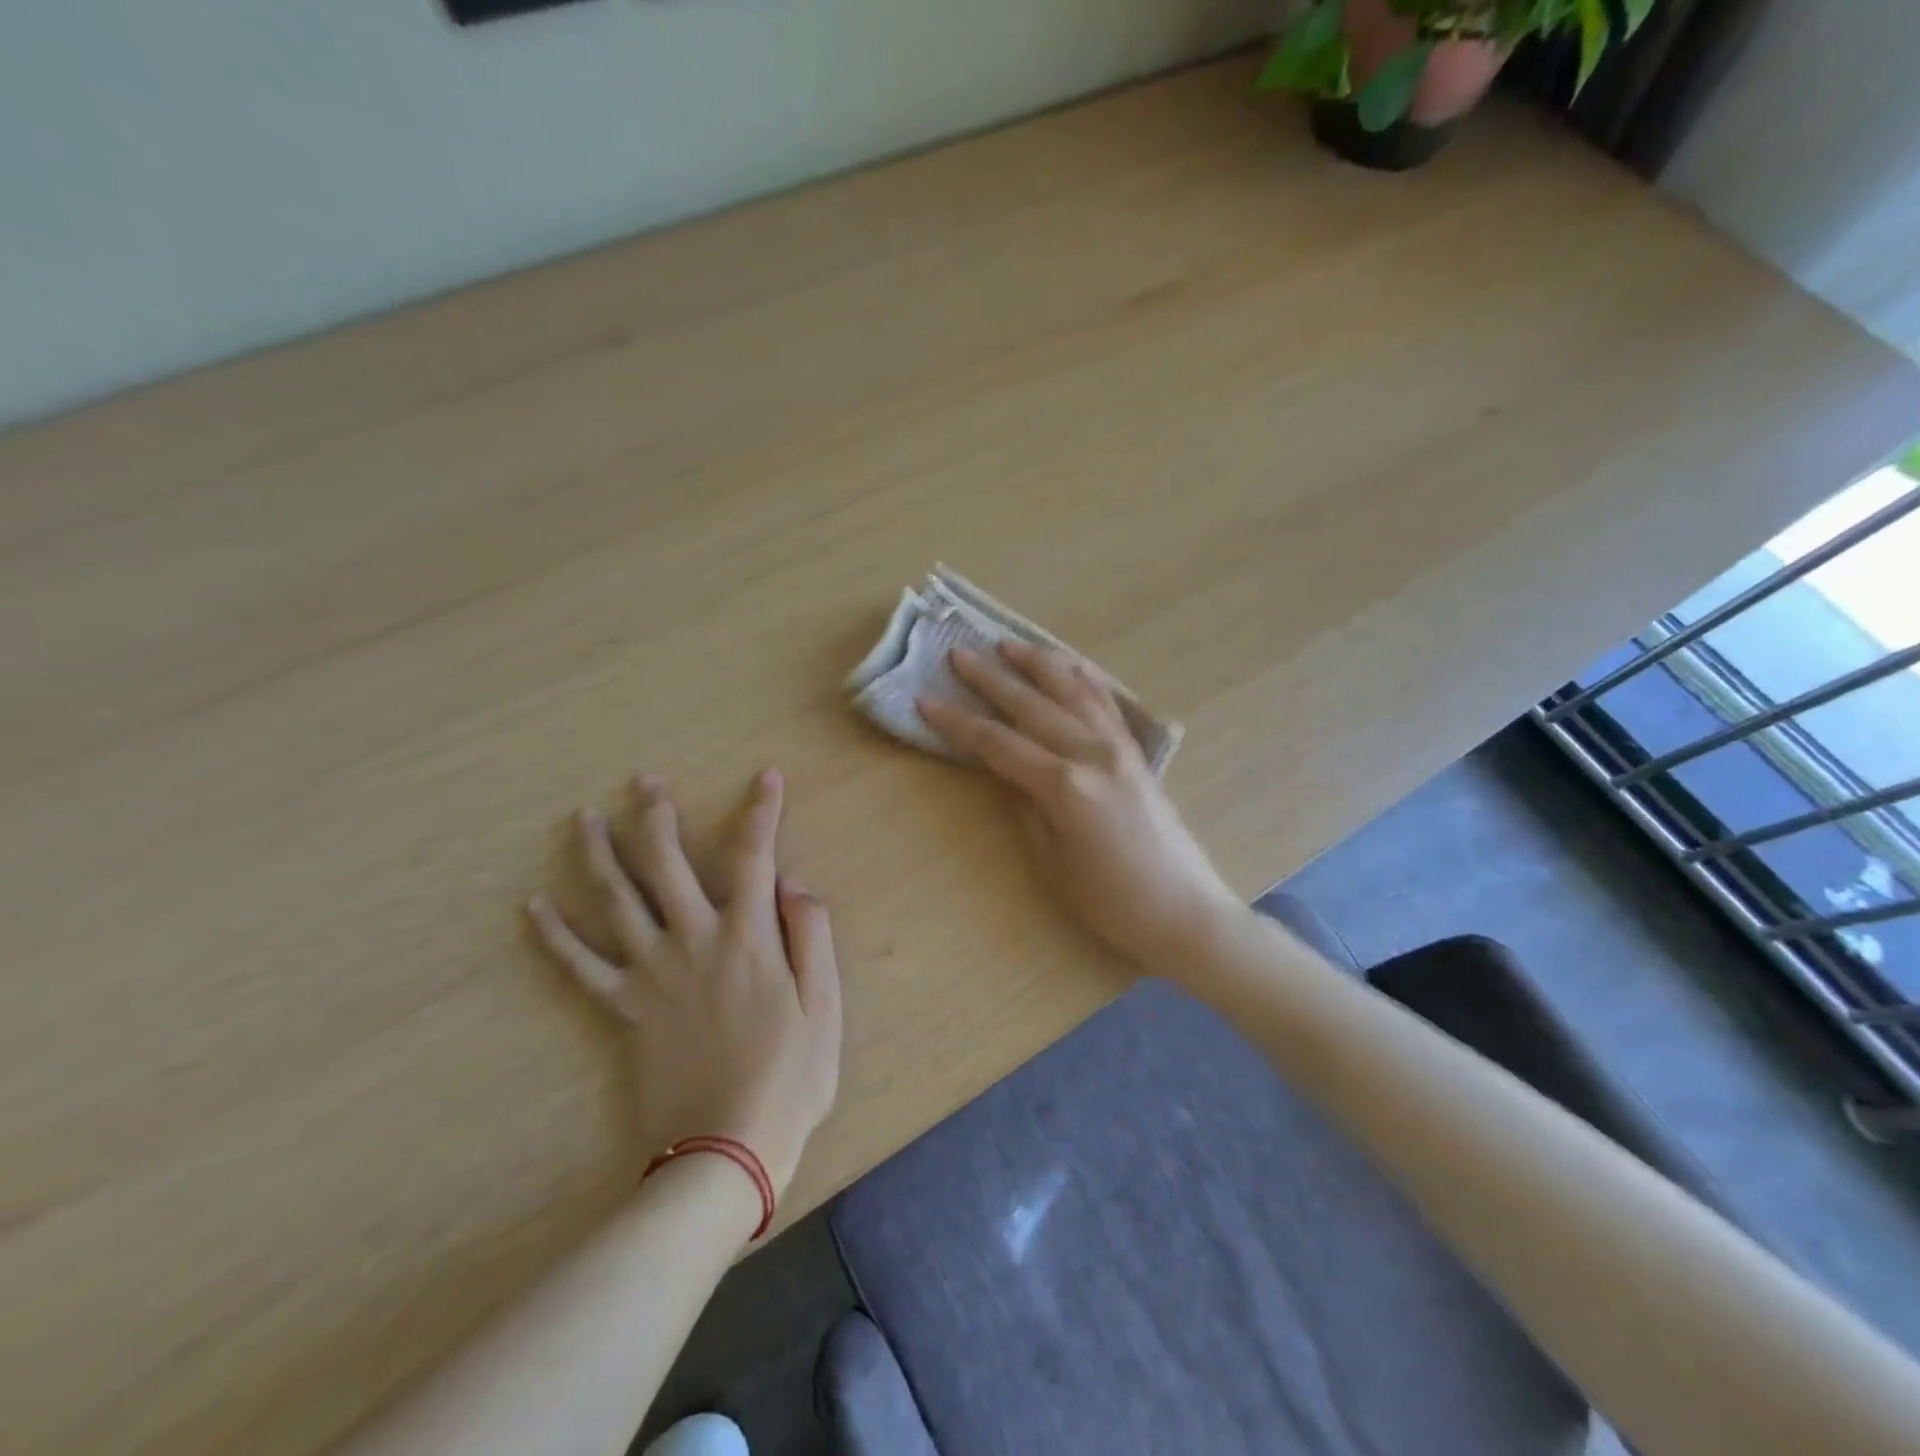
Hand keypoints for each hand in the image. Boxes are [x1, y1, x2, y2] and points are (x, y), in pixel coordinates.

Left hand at [527, 768, 840, 1200]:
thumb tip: (794, 882)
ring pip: (616, 901)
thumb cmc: (789, 1078)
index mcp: (749, 938)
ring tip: (583, 819)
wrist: (725, 1150)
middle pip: (667, 864)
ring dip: (598, 854)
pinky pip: (580, 966)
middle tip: (645, 781)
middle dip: (657, 815)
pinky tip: (534, 908)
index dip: (762, 811)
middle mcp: (694, 941)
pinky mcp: (623, 1009)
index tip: (766, 776)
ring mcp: (651, 974)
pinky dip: (555, 936)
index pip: (756, 856)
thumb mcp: (824, 1006)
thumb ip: (812, 937)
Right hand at [918, 642, 1240, 969]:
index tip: (926, 701)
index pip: (997, 743)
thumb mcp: (1052, 862)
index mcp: (1063, 785)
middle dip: (991, 679)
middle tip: (959, 654)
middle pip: (1031, 706)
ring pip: (1072, 691)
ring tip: (1008, 644)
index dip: (958, 723)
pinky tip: (1072, 665)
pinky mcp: (1137, 753)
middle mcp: (1091, 753)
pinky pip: (1107, 704)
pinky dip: (1086, 679)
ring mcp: (1119, 748)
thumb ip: (1029, 808)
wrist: (1184, 911)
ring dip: (1038, 665)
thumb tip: (1016, 775)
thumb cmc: (1110, 902)